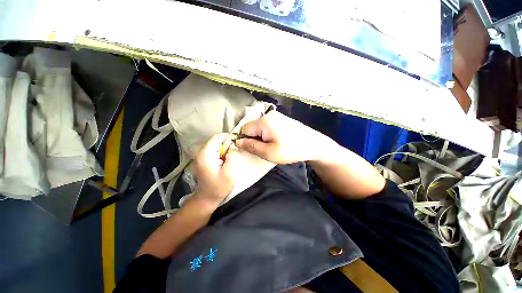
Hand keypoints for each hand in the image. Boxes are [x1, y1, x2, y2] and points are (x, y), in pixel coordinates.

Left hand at [193, 133, 243, 204]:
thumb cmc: (219, 187)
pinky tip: (224, 162)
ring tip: (229, 160)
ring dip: (225, 149)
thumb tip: (233, 145)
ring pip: (216, 145)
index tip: (237, 146)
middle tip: (234, 155)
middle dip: (227, 145)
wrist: (207, 198)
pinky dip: (221, 153)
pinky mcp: (202, 158)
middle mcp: (200, 152)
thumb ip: (233, 156)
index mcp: (206, 154)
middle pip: (216, 140)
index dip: (229, 138)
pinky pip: (214, 150)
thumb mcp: (230, 173)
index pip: (218, 137)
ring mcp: (200, 155)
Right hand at [235, 111, 331, 163]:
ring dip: (261, 137)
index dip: (245, 141)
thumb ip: (251, 146)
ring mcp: (276, 115)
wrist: (313, 144)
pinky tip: (276, 140)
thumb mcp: (269, 152)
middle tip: (264, 149)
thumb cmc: (291, 150)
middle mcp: (268, 115)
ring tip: (272, 145)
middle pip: (251, 127)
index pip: (243, 129)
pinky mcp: (281, 118)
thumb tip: (237, 142)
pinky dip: (267, 134)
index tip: (253, 150)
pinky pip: (267, 126)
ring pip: (259, 127)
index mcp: (263, 122)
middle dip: (254, 139)